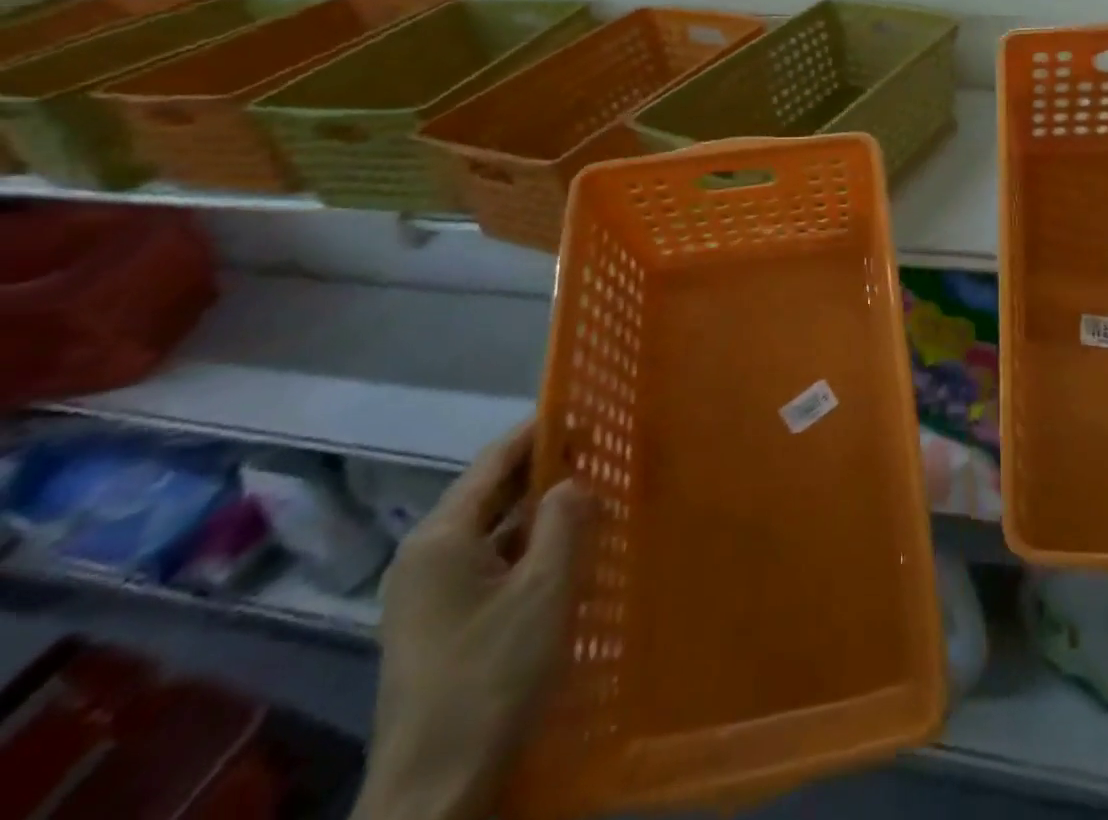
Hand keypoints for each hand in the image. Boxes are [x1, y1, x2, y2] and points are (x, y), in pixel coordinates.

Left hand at [353, 425, 588, 819]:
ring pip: (493, 530)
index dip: (540, 429)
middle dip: (544, 468)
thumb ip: (566, 520)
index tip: (586, 408)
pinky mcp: (439, 626)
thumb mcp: (545, 590)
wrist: (434, 796)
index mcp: (440, 538)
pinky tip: (565, 551)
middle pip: (491, 492)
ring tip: (593, 491)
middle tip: (600, 446)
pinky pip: (490, 564)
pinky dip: (527, 547)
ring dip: (539, 510)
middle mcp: (426, 556)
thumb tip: (574, 480)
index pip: (495, 460)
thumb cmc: (491, 678)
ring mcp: (428, 595)